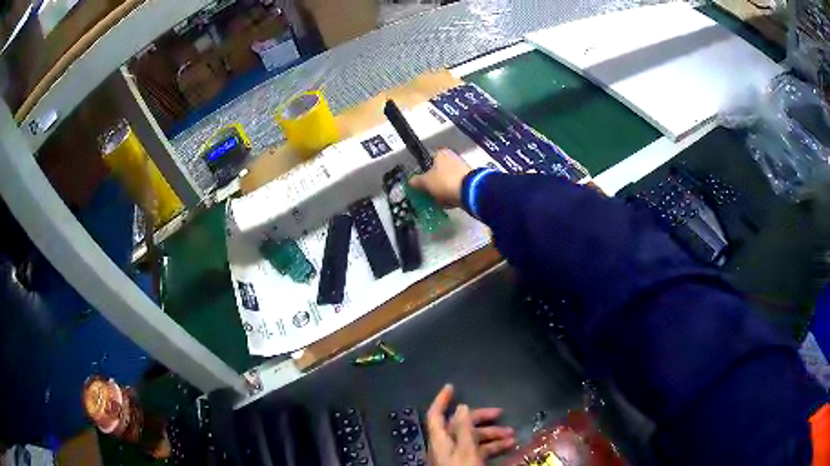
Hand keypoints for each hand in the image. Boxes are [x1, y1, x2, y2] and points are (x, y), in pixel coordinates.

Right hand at [409, 149, 472, 207]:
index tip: (421, 183)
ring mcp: (462, 168)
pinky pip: (455, 187)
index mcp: (441, 153)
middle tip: (429, 193)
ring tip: (440, 200)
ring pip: (446, 180)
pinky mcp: (469, 180)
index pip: (428, 160)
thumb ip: (416, 181)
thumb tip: (410, 181)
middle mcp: (452, 157)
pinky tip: (450, 202)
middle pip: (437, 172)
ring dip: (442, 191)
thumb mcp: (425, 182)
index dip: (423, 171)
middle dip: (433, 184)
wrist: (470, 191)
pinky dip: (452, 194)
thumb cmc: (444, 181)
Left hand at [426, 384, 514, 465]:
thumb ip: (463, 429)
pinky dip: (492, 447)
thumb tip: (461, 406)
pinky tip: (509, 447)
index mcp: (441, 440)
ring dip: (492, 435)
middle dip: (481, 419)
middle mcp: (446, 446)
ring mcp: (455, 456)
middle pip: (461, 425)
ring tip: (512, 435)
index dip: (441, 400)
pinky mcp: (465, 464)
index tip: (452, 386)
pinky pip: (478, 451)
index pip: (435, 415)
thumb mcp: (466, 450)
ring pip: (473, 439)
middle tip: (501, 414)